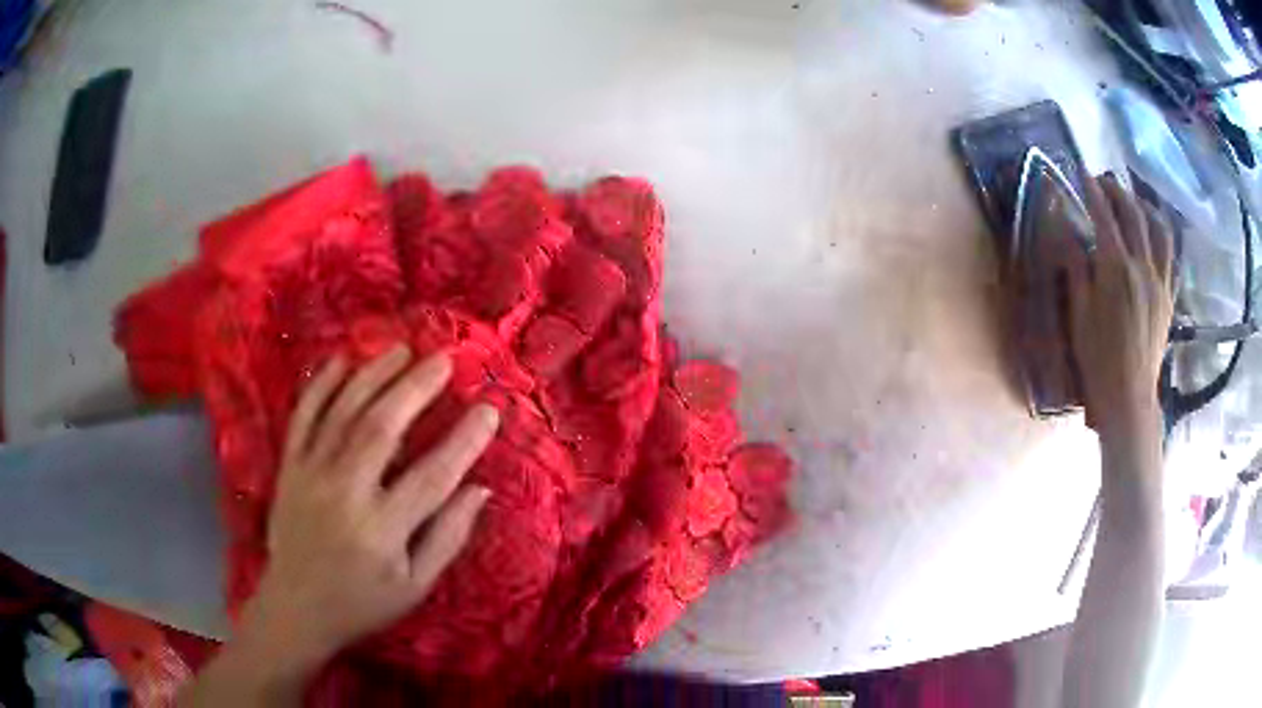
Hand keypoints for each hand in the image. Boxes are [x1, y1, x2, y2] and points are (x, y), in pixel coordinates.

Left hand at [239, 345, 499, 675]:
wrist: (296, 608)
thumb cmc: (363, 601)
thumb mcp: (416, 586)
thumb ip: (448, 537)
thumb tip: (480, 489)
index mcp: (382, 531)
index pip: (432, 477)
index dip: (464, 440)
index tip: (489, 409)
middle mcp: (344, 495)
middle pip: (380, 429)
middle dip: (414, 388)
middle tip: (442, 360)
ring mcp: (310, 476)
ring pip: (342, 413)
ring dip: (372, 376)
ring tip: (400, 350)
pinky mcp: (289, 468)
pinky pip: (302, 418)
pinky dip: (320, 385)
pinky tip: (340, 361)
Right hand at [1069, 174, 1173, 440]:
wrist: (1130, 398)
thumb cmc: (1098, 360)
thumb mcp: (1079, 314)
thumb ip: (1075, 265)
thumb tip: (1064, 227)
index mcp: (1116, 270)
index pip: (1104, 215)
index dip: (1092, 190)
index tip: (1081, 173)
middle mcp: (1142, 266)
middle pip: (1132, 213)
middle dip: (1116, 190)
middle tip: (1103, 182)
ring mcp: (1160, 280)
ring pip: (1158, 227)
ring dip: (1143, 205)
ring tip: (1132, 200)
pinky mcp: (1169, 295)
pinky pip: (1170, 254)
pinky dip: (1161, 234)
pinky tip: (1153, 232)